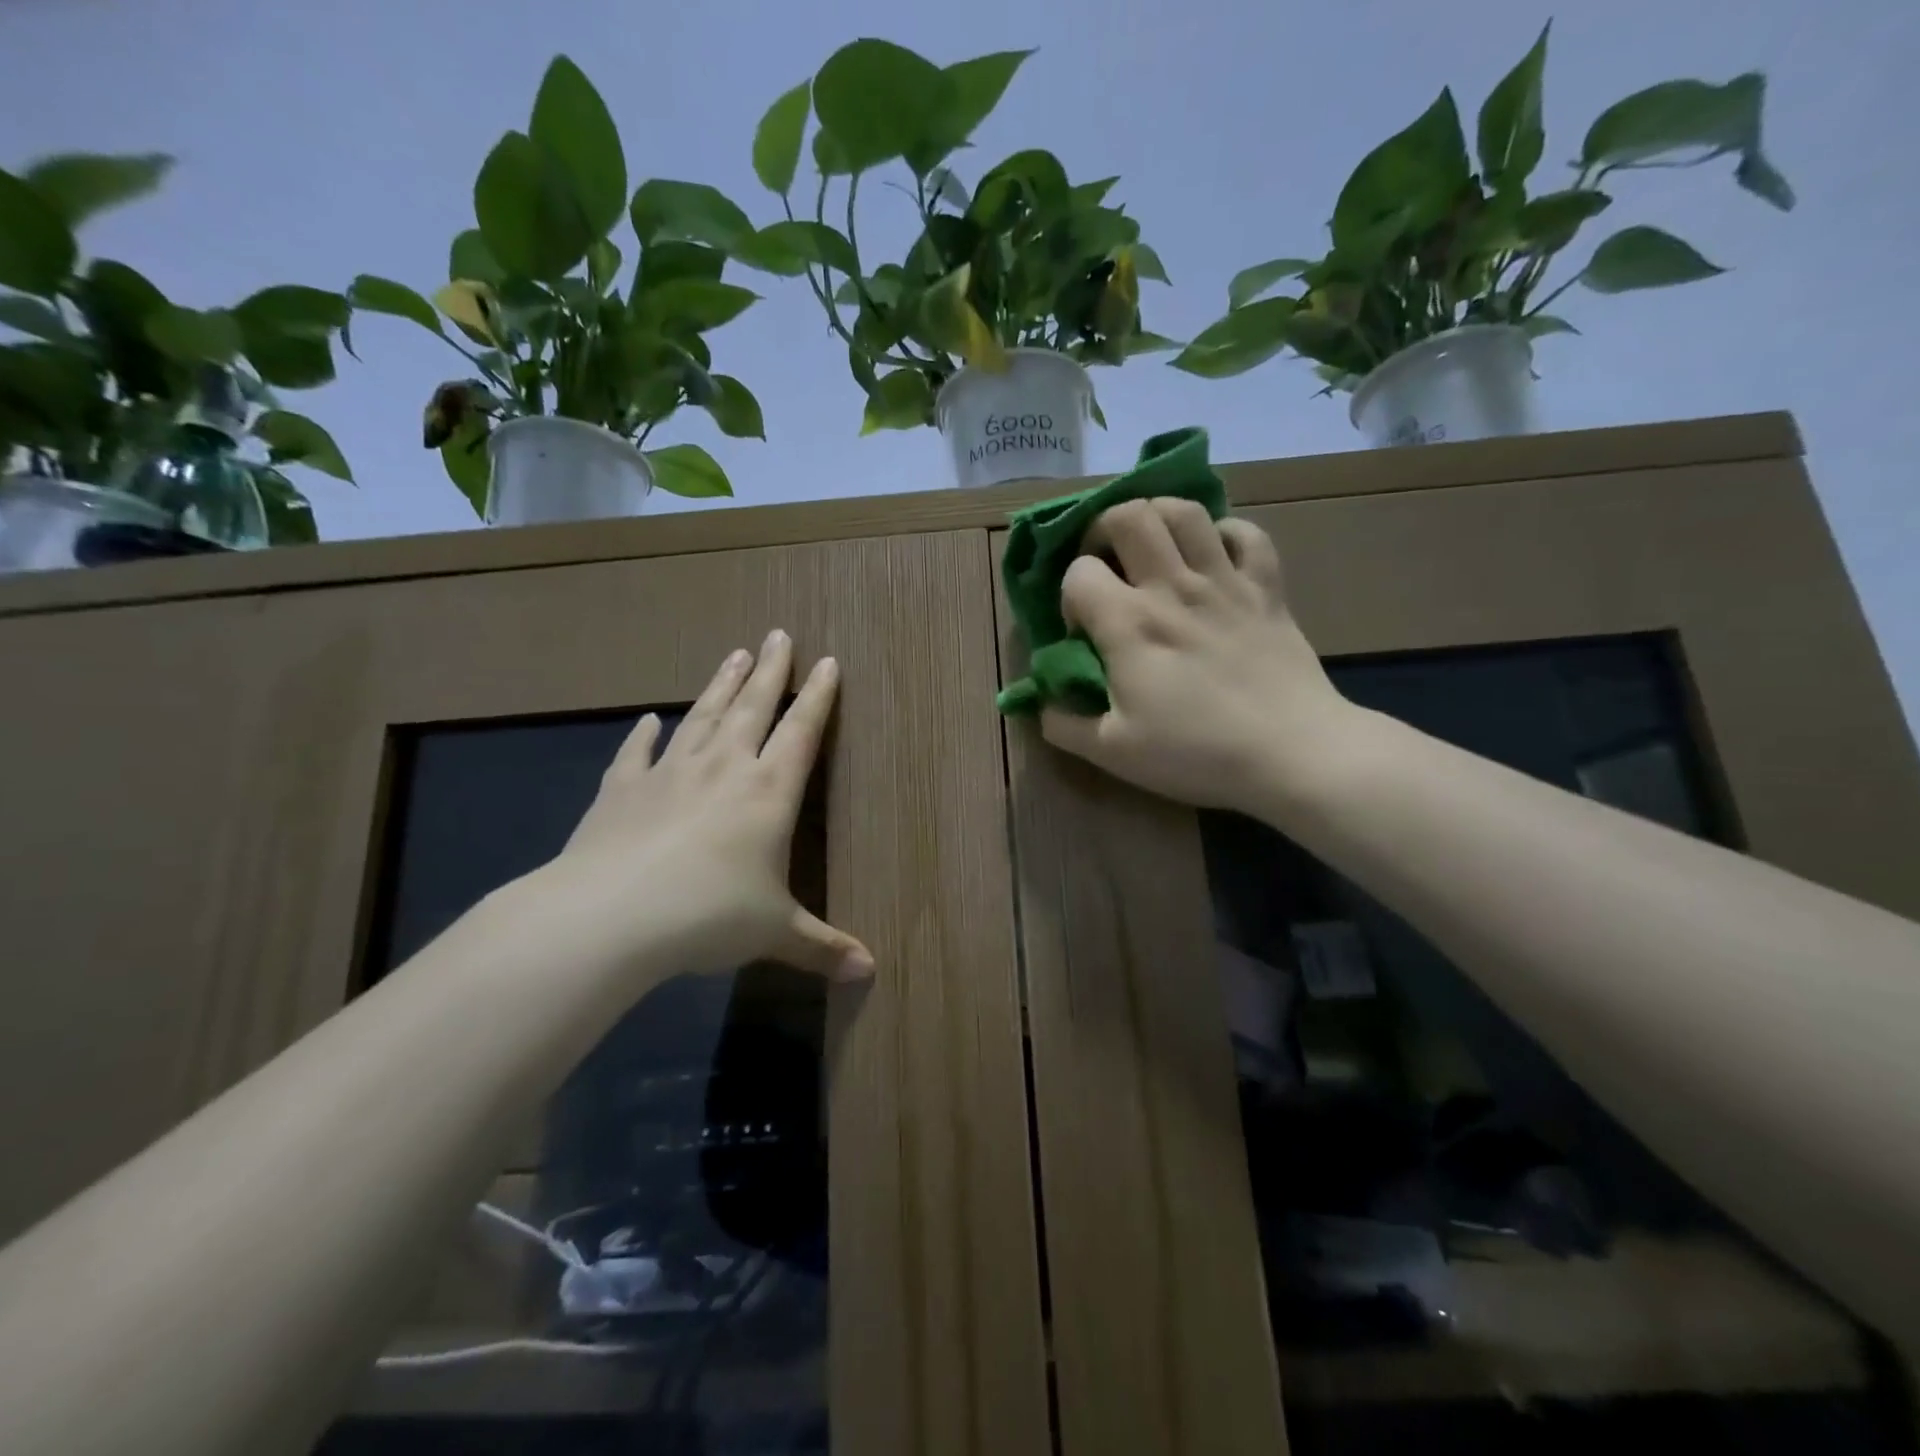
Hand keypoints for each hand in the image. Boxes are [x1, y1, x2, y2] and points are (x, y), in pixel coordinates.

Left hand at [526, 631, 873, 986]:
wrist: (612, 915)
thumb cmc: (710, 916)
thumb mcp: (775, 933)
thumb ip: (822, 947)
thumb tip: (870, 972)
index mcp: (768, 792)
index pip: (802, 731)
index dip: (818, 696)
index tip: (827, 662)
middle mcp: (723, 768)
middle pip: (753, 706)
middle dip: (770, 670)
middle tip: (777, 634)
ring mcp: (670, 772)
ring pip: (702, 716)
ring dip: (720, 685)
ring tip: (733, 654)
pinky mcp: (622, 789)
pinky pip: (637, 752)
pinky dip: (644, 734)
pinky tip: (649, 719)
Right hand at [1040, 500, 1353, 813]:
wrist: (1292, 753)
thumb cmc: (1196, 753)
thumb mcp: (1113, 752)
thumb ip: (1064, 724)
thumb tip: (1042, 702)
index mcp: (1128, 624)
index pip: (1079, 573)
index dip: (1069, 595)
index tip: (1082, 630)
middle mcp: (1172, 587)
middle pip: (1129, 516)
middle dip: (1103, 531)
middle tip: (1108, 565)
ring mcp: (1225, 580)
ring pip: (1185, 511)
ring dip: (1158, 518)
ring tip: (1153, 548)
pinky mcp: (1267, 586)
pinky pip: (1246, 533)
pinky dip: (1223, 535)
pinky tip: (1213, 558)